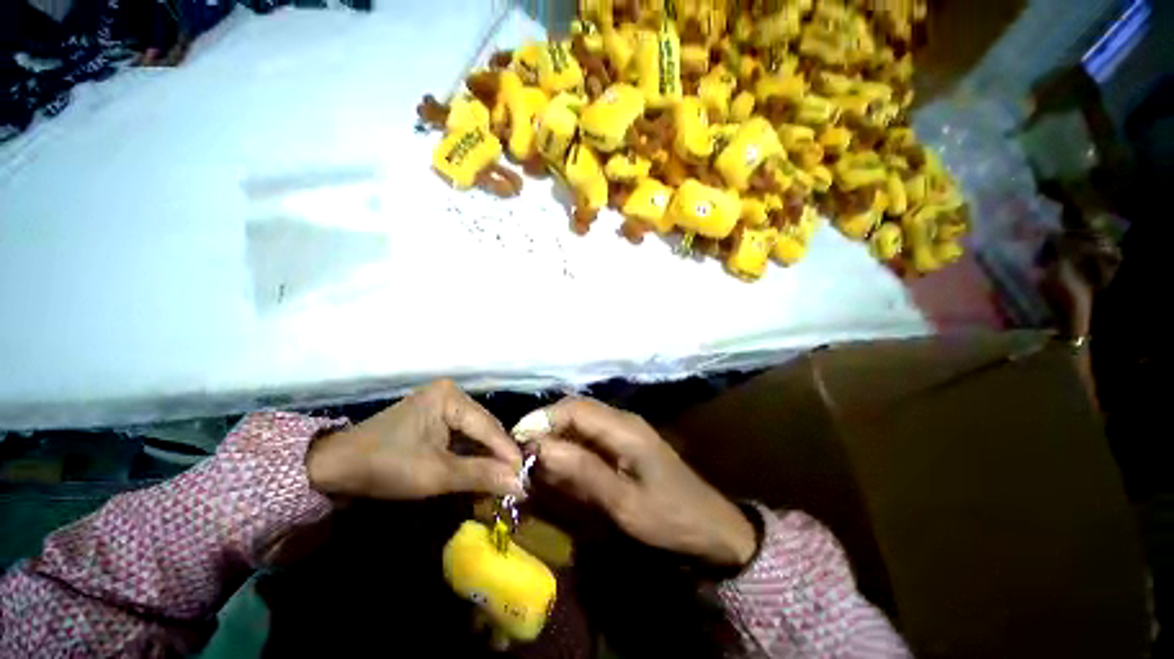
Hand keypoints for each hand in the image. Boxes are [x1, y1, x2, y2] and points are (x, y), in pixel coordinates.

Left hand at [307, 380, 524, 499]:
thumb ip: (481, 475)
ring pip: (476, 434)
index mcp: (451, 397)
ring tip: (501, 480)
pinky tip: (480, 471)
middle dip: (498, 456)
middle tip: (514, 481)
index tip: (526, 477)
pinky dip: (471, 456)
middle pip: (485, 428)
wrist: (334, 468)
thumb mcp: (436, 474)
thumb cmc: (385, 466)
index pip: (489, 427)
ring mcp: (444, 404)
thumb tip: (521, 483)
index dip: (508, 453)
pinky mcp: (436, 417)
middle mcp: (452, 394)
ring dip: (486, 458)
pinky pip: (463, 436)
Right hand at [533, 398, 756, 567]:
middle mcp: (622, 420)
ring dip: (557, 435)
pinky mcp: (625, 442)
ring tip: (535, 459)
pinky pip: (590, 434)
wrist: (710, 527)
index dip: (543, 419)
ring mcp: (625, 429)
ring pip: (581, 420)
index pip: (574, 408)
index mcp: (624, 427)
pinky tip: (560, 463)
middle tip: (522, 453)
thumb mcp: (623, 503)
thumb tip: (541, 447)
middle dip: (546, 426)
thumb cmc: (668, 518)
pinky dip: (570, 445)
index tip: (518, 442)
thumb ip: (582, 471)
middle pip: (576, 410)